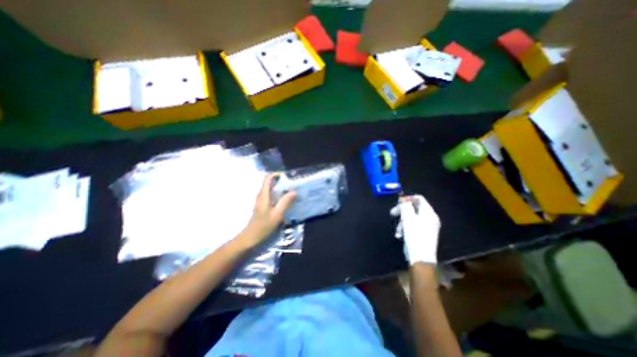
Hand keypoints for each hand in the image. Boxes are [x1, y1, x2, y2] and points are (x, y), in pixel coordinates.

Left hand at [240, 175, 296, 246]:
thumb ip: (285, 202)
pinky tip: (285, 200)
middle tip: (292, 185)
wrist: (251, 237)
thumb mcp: (277, 214)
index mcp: (263, 195)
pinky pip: (271, 195)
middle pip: (270, 182)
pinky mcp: (263, 205)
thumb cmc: (263, 226)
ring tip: (291, 191)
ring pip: (270, 189)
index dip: (277, 175)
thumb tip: (294, 191)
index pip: (267, 178)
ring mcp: (261, 200)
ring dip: (280, 188)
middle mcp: (261, 195)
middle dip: (281, 181)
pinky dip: (278, 194)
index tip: (288, 177)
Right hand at [391, 195, 441, 263]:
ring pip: (412, 218)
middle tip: (392, 213)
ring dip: (402, 221)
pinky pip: (413, 225)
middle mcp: (430, 218)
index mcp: (429, 212)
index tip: (398, 202)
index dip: (408, 198)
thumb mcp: (408, 218)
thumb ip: (405, 206)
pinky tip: (400, 235)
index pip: (419, 199)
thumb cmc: (415, 235)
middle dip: (402, 211)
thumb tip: (403, 200)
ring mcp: (427, 226)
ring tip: (397, 230)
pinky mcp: (423, 234)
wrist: (421, 257)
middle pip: (414, 208)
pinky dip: (406, 228)